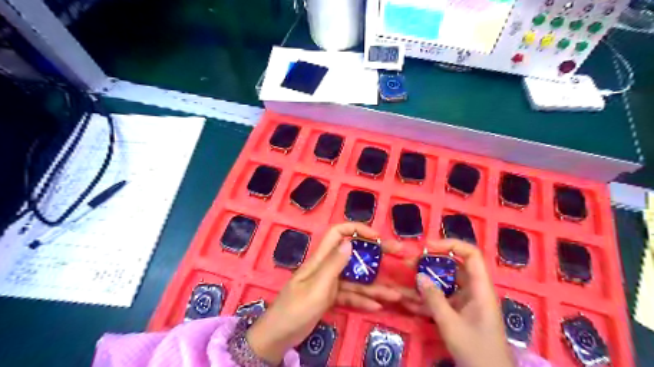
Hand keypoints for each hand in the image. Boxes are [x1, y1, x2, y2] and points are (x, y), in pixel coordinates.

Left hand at [244, 223, 398, 365]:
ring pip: (356, 279)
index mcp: (321, 259)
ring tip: (396, 295)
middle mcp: (327, 267)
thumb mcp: (316, 287)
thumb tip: (350, 241)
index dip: (357, 229)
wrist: (278, 336)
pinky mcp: (330, 298)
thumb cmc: (295, 309)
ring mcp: (329, 283)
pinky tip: (378, 305)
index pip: (338, 233)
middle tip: (398, 254)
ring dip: (375, 286)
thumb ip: (333, 265)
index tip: (377, 237)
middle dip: (376, 255)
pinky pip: (350, 295)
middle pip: (354, 255)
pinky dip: (363, 299)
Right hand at [407, 239, 512, 365]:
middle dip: (431, 264)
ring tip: (405, 280)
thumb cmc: (477, 352)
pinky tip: (409, 301)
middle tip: (409, 263)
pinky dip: (427, 299)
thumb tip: (419, 275)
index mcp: (480, 289)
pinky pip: (442, 299)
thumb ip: (434, 299)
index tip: (427, 246)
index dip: (450, 245)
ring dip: (426, 282)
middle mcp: (474, 291)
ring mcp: (466, 303)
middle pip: (453, 267)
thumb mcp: (451, 325)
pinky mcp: (459, 313)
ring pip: (445, 284)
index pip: (471, 255)